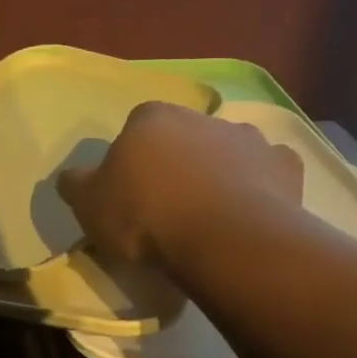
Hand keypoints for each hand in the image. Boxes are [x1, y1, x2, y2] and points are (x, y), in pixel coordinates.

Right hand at [56, 102, 302, 264]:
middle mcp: (202, 117)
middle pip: (183, 138)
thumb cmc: (146, 216)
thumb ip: (76, 185)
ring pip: (227, 153)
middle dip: (177, 163)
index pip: (136, 128)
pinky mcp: (285, 167)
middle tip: (168, 207)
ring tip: (210, 217)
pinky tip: (248, 216)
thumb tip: (70, 177)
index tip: (130, 193)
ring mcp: (249, 139)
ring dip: (218, 173)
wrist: (223, 240)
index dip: (132, 160)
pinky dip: (259, 188)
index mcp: (152, 117)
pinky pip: (266, 175)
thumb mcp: (89, 206)